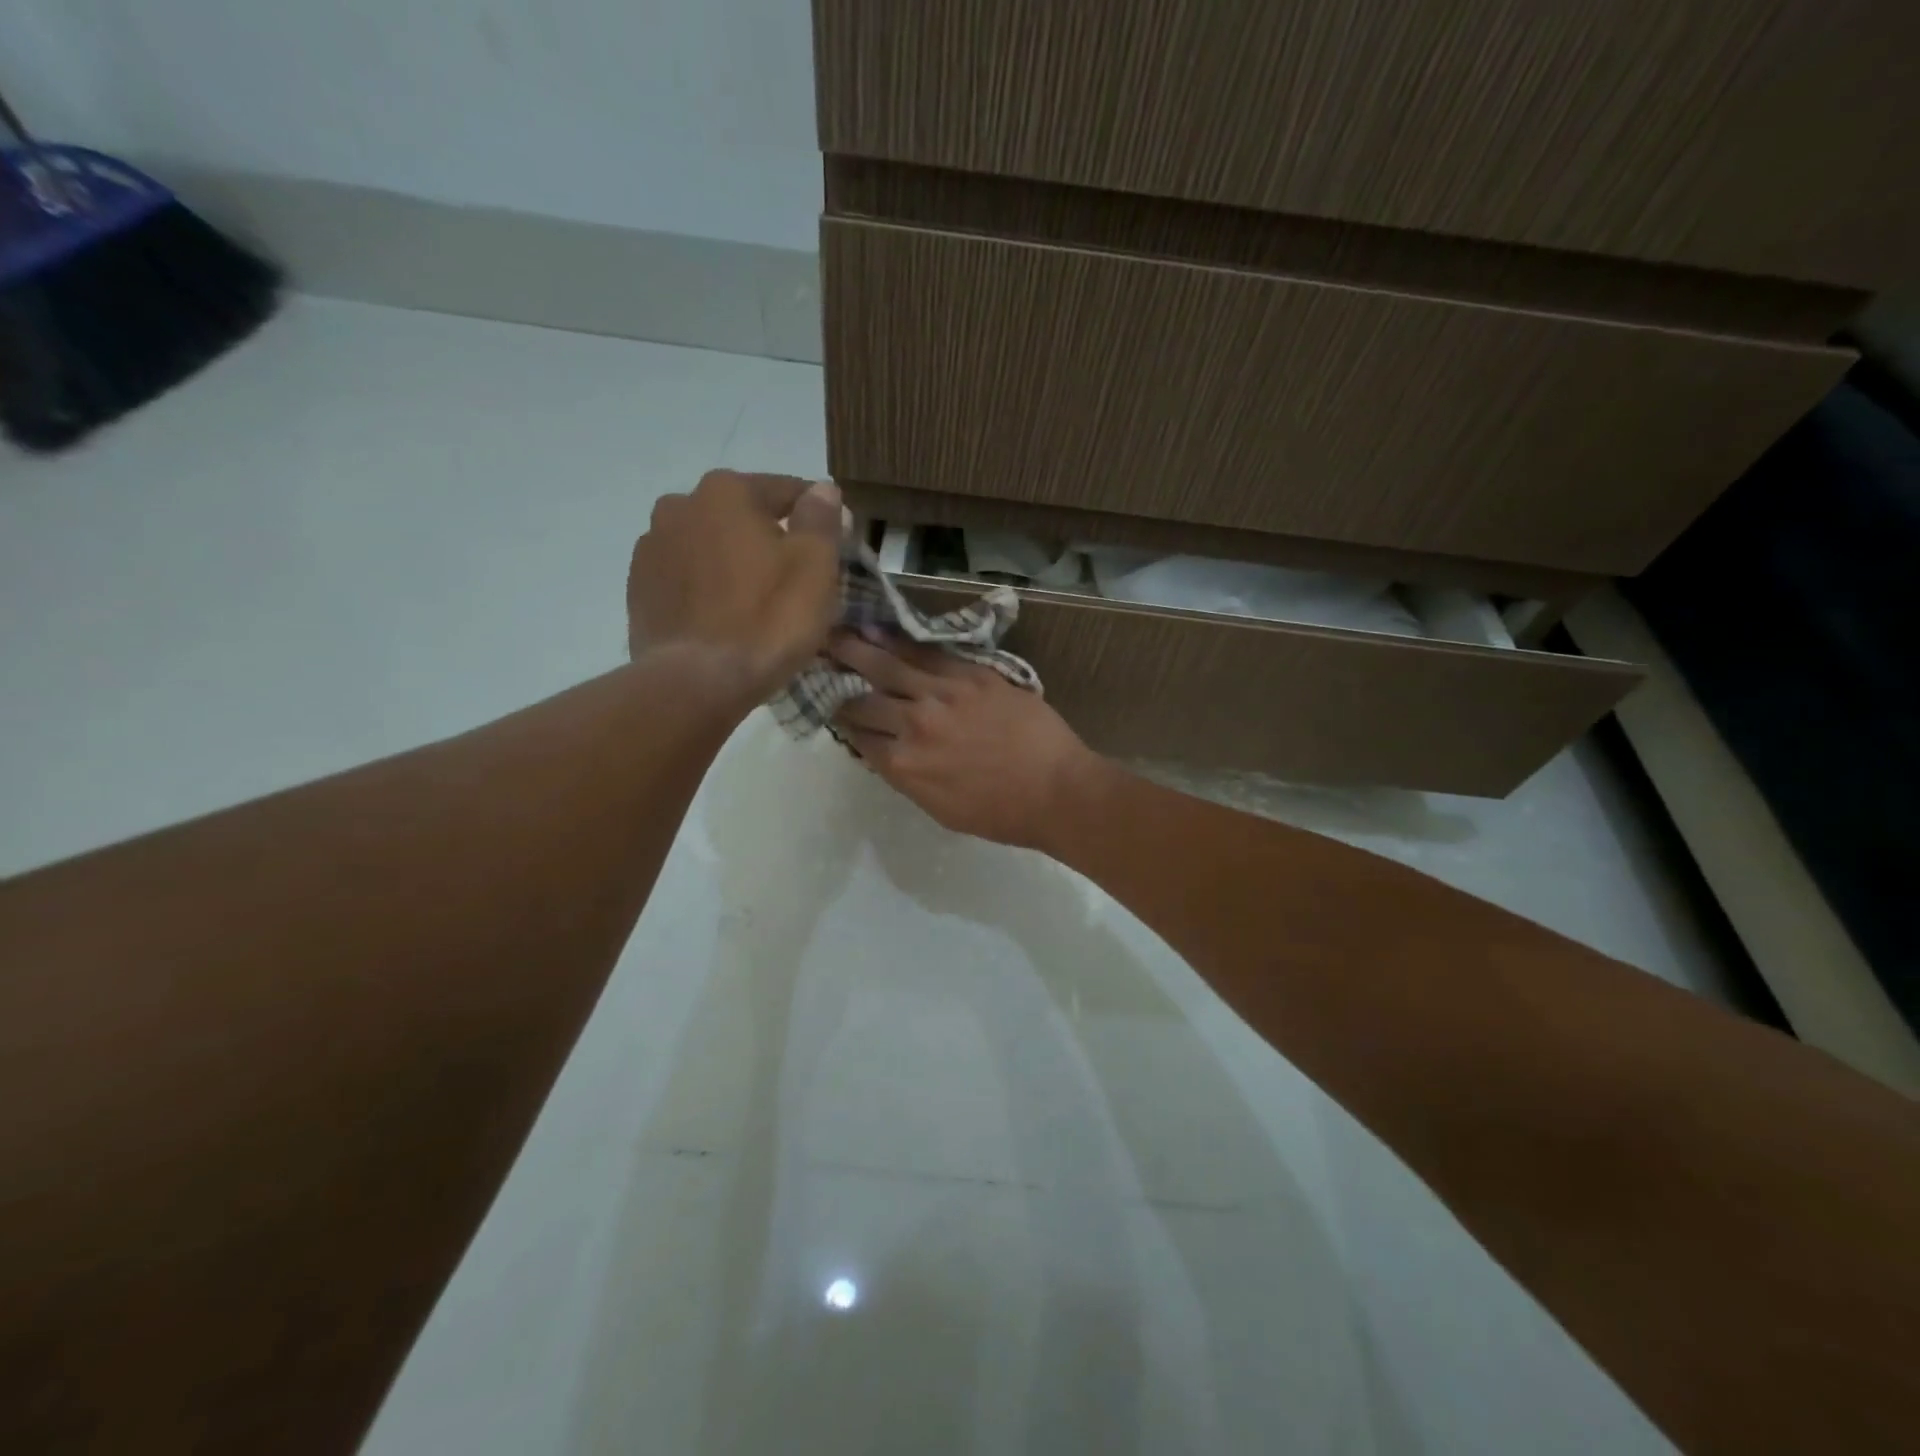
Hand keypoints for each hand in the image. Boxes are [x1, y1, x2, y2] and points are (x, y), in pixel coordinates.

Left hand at [627, 471, 841, 700]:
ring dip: (733, 561)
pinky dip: (707, 588)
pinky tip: (723, 618)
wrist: (696, 683)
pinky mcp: (639, 589)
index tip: (834, 545)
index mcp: (726, 491)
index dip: (817, 517)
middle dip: (769, 538)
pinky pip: (686, 578)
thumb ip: (820, 519)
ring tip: (756, 602)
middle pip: (742, 516)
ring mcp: (652, 548)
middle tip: (795, 579)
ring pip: (710, 546)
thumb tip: (823, 490)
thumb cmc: (767, 620)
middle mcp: (680, 506)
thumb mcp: (814, 566)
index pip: (786, 490)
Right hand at [828, 633, 1105, 848]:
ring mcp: (941, 695)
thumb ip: (907, 777)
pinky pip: (926, 654)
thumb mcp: (941, 809)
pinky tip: (878, 629)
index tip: (828, 703)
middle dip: (835, 680)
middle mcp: (913, 726)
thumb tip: (886, 751)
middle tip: (815, 659)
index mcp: (904, 766)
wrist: (1057, 790)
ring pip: (887, 666)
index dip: (840, 720)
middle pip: (862, 699)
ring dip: (855, 649)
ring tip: (832, 633)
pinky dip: (898, 641)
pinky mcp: (970, 675)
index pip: (858, 736)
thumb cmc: (1002, 813)